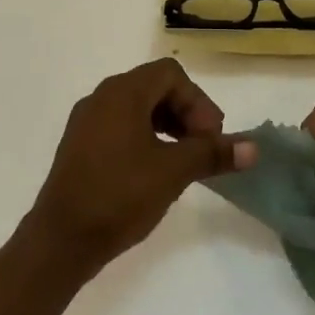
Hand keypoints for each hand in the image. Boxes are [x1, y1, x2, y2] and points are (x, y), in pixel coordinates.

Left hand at [24, 59, 257, 274]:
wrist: (61, 239)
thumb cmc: (119, 195)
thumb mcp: (173, 172)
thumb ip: (212, 153)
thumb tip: (253, 148)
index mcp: (122, 92)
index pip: (171, 75)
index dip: (198, 102)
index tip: (210, 138)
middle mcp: (101, 97)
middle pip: (154, 87)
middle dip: (186, 113)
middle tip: (203, 149)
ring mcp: (86, 121)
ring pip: (137, 107)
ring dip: (167, 126)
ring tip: (183, 161)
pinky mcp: (79, 145)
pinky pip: (120, 126)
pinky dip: (145, 137)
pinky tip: (154, 171)